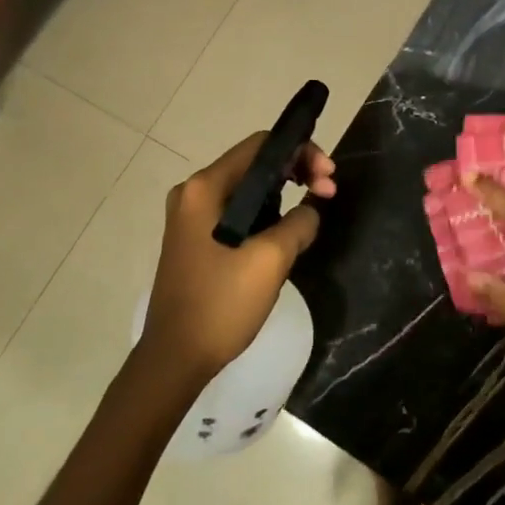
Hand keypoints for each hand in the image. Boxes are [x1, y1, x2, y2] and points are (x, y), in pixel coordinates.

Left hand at [141, 132, 335, 381]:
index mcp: (205, 188)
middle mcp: (194, 193)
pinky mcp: (197, 240)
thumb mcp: (270, 260)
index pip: (260, 145)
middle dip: (296, 172)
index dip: (301, 152)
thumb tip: (310, 210)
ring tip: (314, 211)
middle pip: (254, 164)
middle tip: (329, 192)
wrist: (175, 359)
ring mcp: (192, 217)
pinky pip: (238, 212)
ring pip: (248, 189)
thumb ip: (299, 222)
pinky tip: (288, 231)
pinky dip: (267, 213)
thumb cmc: (220, 304)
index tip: (328, 177)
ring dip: (284, 194)